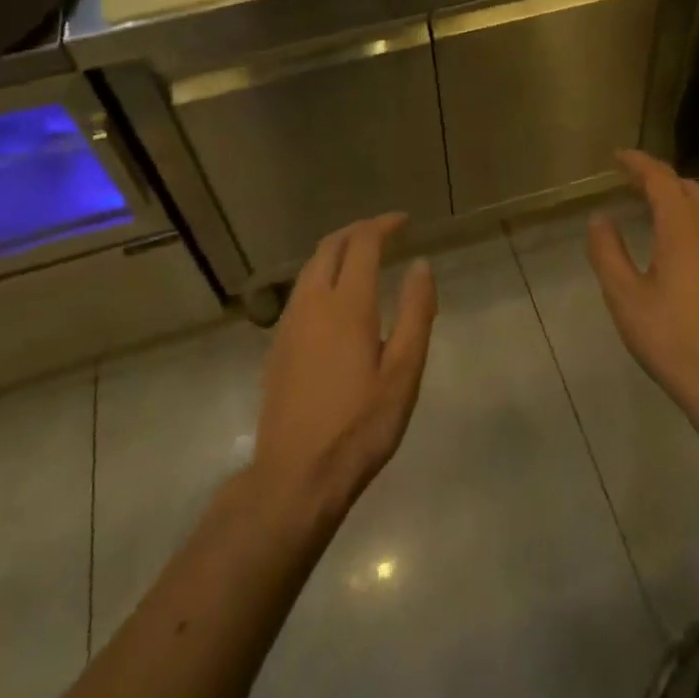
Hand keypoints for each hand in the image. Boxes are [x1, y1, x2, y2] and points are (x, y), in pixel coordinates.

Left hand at [253, 215, 436, 515]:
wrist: (295, 476)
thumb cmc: (360, 425)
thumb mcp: (404, 372)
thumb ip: (416, 312)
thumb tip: (421, 264)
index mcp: (348, 304)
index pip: (363, 243)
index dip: (383, 225)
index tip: (404, 222)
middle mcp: (313, 302)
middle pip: (330, 246)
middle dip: (358, 230)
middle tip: (384, 231)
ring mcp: (289, 323)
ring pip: (310, 267)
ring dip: (337, 250)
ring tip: (362, 256)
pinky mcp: (277, 345)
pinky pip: (300, 290)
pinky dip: (321, 274)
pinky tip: (335, 296)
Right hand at [585, 151, 698, 411]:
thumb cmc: (670, 337)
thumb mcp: (625, 296)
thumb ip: (608, 252)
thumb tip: (600, 218)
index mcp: (682, 230)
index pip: (661, 179)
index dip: (638, 163)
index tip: (616, 156)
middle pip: (685, 187)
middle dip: (656, 176)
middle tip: (626, 180)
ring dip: (673, 196)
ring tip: (645, 205)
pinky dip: (685, 217)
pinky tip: (671, 241)